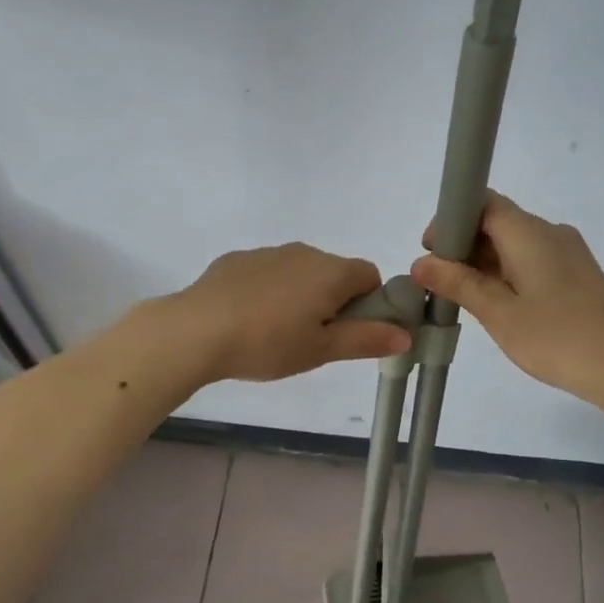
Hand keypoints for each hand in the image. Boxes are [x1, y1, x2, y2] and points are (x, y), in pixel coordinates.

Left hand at [167, 243, 412, 383]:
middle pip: (335, 272)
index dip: (369, 304)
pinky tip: (248, 318)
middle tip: (314, 340)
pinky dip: (269, 291)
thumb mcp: (321, 350)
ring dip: (301, 295)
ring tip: (277, 333)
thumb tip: (407, 334)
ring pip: (300, 272)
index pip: (370, 275)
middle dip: (334, 301)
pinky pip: (268, 272)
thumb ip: (366, 339)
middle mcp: (305, 252)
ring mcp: (269, 252)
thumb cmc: (268, 343)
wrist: (196, 330)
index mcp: (331, 272)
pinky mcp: (238, 259)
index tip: (349, 332)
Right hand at [411, 191, 603, 404]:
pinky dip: (509, 274)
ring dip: (486, 263)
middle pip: (499, 222)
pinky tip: (500, 306)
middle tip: (441, 282)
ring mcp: (569, 253)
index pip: (484, 202)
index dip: (453, 220)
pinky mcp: (579, 275)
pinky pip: (533, 261)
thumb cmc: (558, 337)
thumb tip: (422, 262)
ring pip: (516, 244)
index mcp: (529, 232)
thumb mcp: (499, 313)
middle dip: (465, 245)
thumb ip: (459, 283)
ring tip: (466, 299)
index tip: (432, 251)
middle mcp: (550, 232)